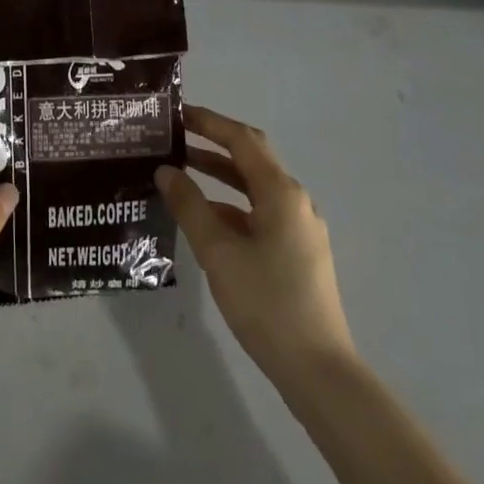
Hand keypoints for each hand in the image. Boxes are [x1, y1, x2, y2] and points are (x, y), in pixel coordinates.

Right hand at [156, 105, 355, 388]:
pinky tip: (205, 219)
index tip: (177, 113)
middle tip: (174, 138)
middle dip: (212, 145)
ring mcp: (299, 227)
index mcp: (281, 192)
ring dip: (219, 176)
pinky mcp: (297, 251)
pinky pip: (260, 213)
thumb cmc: (266, 302)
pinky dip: (231, 205)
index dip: (209, 122)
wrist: (318, 369)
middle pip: (251, 159)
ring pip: (254, 188)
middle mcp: (294, 200)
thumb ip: (190, 206)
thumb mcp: (218, 252)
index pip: (241, 140)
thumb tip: (166, 171)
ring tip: (180, 173)